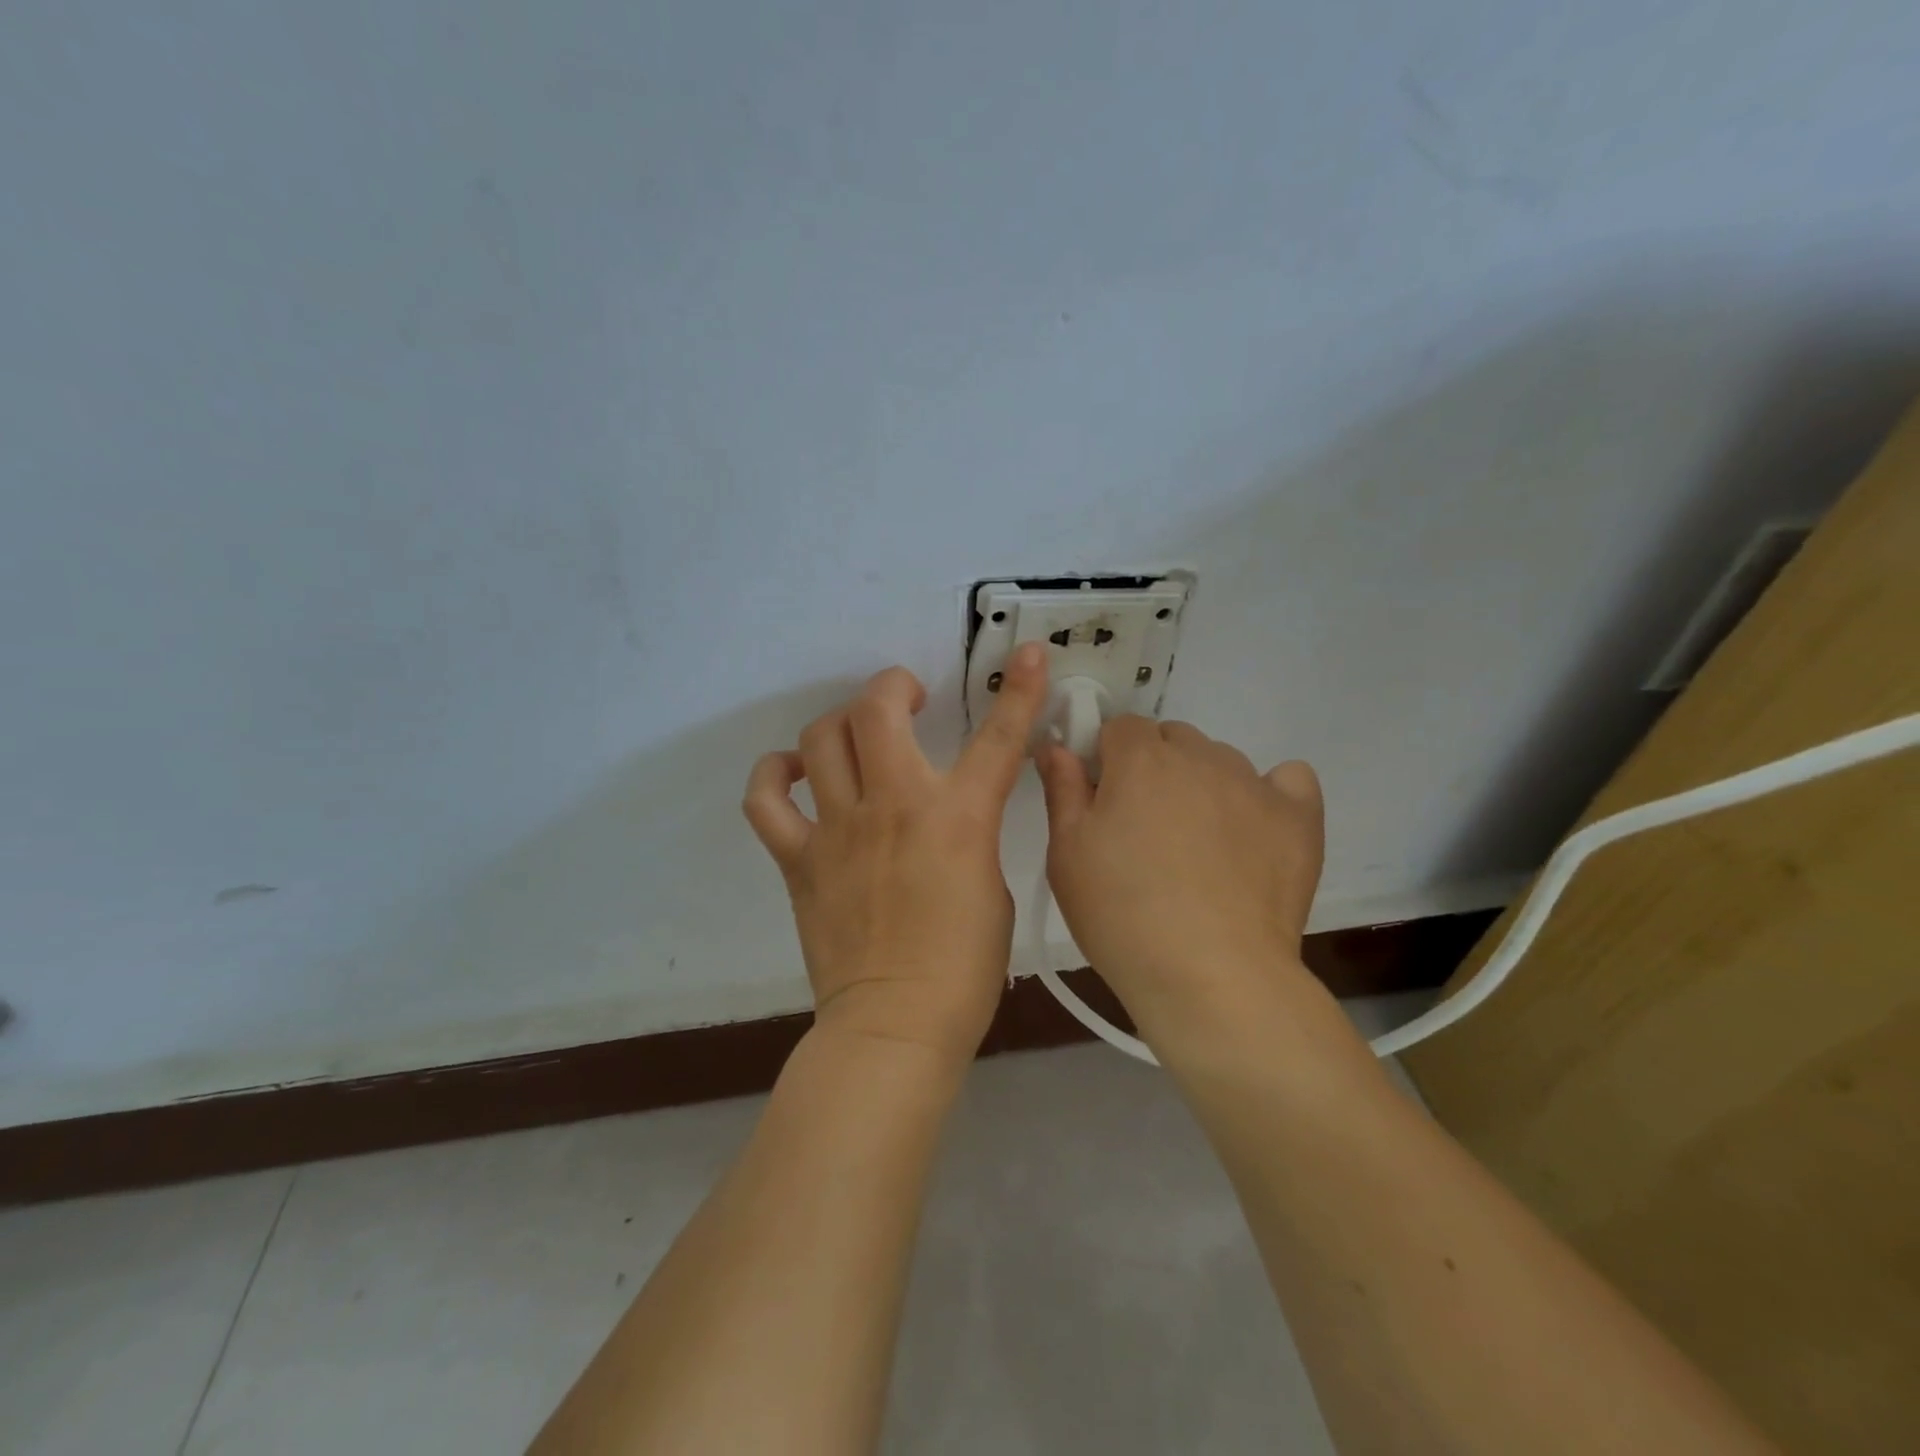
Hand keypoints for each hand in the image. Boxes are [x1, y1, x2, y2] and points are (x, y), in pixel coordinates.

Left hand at [743, 645, 1049, 1060]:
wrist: (897, 1024)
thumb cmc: (963, 967)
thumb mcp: (993, 886)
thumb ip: (971, 835)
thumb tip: (949, 816)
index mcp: (958, 818)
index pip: (998, 738)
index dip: (1018, 689)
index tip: (1024, 654)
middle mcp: (894, 806)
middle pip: (875, 709)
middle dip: (892, 687)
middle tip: (907, 700)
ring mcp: (838, 829)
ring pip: (820, 739)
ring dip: (840, 723)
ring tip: (854, 738)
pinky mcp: (799, 859)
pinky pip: (766, 799)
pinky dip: (774, 775)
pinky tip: (793, 774)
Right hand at [1036, 718, 1324, 1048]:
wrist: (1211, 977)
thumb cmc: (1121, 915)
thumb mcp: (1067, 854)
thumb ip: (1062, 789)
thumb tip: (1055, 744)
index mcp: (1140, 760)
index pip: (1120, 727)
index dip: (1106, 758)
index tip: (1102, 799)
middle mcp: (1200, 757)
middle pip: (1172, 738)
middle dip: (1154, 766)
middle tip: (1144, 827)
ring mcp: (1255, 784)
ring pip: (1221, 760)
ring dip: (1202, 782)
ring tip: (1198, 843)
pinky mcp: (1299, 818)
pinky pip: (1288, 779)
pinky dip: (1271, 793)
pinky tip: (1256, 828)